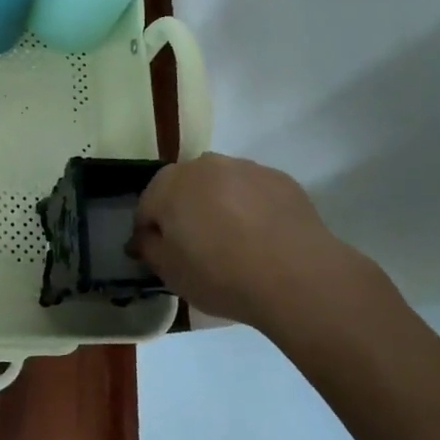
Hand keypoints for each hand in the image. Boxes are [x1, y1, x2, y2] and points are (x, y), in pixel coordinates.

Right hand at [131, 152, 377, 331]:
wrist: (296, 275)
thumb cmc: (222, 274)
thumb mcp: (171, 273)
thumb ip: (149, 249)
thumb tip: (143, 237)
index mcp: (169, 185)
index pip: (147, 206)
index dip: (150, 232)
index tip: (162, 256)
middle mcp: (203, 165)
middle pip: (183, 188)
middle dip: (185, 212)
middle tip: (198, 249)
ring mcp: (243, 167)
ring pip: (220, 185)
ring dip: (219, 205)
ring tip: (236, 243)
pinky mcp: (278, 178)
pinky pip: (254, 191)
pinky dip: (252, 207)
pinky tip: (264, 238)